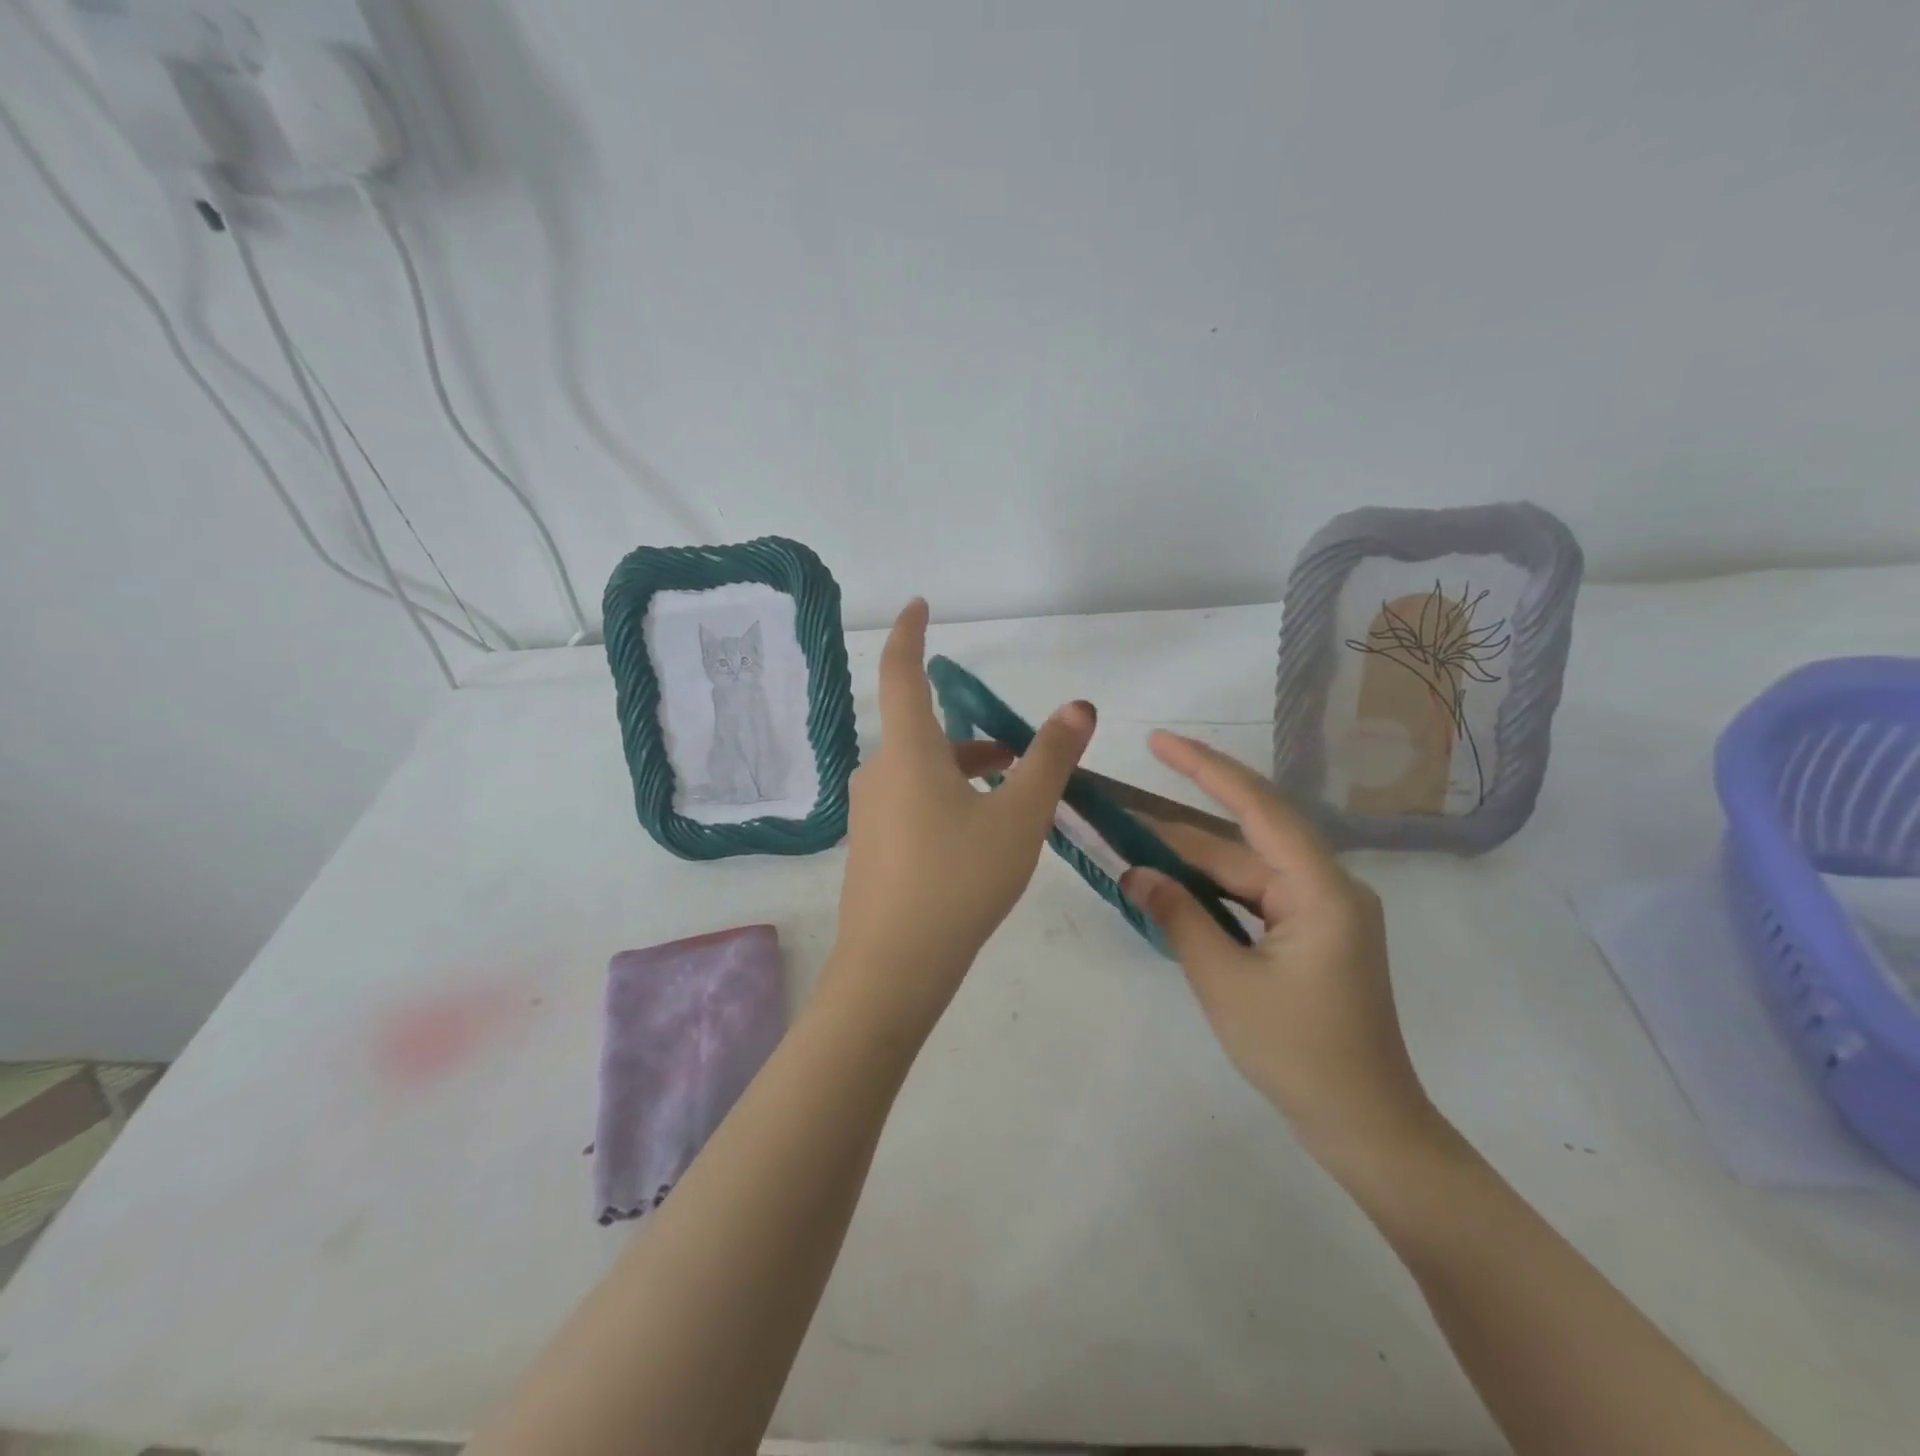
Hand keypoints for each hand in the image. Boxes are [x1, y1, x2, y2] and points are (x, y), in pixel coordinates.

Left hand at [825, 599, 1095, 1030]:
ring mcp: (870, 813)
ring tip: (1011, 797)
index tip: (919, 605)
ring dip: (963, 770)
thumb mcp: (1019, 817)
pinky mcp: (872, 847)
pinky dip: (945, 799)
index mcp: (908, 751)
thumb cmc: (959, 880)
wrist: (894, 968)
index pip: (901, 671)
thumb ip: (1050, 758)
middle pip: (923, 731)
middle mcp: (880, 772)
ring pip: (920, 771)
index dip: (910, 633)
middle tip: (1018, 752)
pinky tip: (975, 838)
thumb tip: (1078, 706)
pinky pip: (911, 803)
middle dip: (970, 733)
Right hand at [1121, 732, 1442, 1180]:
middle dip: (1180, 822)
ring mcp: (1322, 911)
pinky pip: (1254, 895)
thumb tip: (1133, 871)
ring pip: (1246, 867)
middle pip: (1245, 838)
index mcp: (1320, 889)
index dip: (1205, 769)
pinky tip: (1173, 882)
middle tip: (1119, 805)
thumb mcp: (1225, 982)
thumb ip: (1178, 916)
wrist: (1365, 1127)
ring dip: (1191, 857)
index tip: (1159, 741)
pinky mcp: (1312, 933)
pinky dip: (1212, 888)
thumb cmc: (1298, 1054)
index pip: (1257, 809)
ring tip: (1132, 838)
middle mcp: (1327, 886)